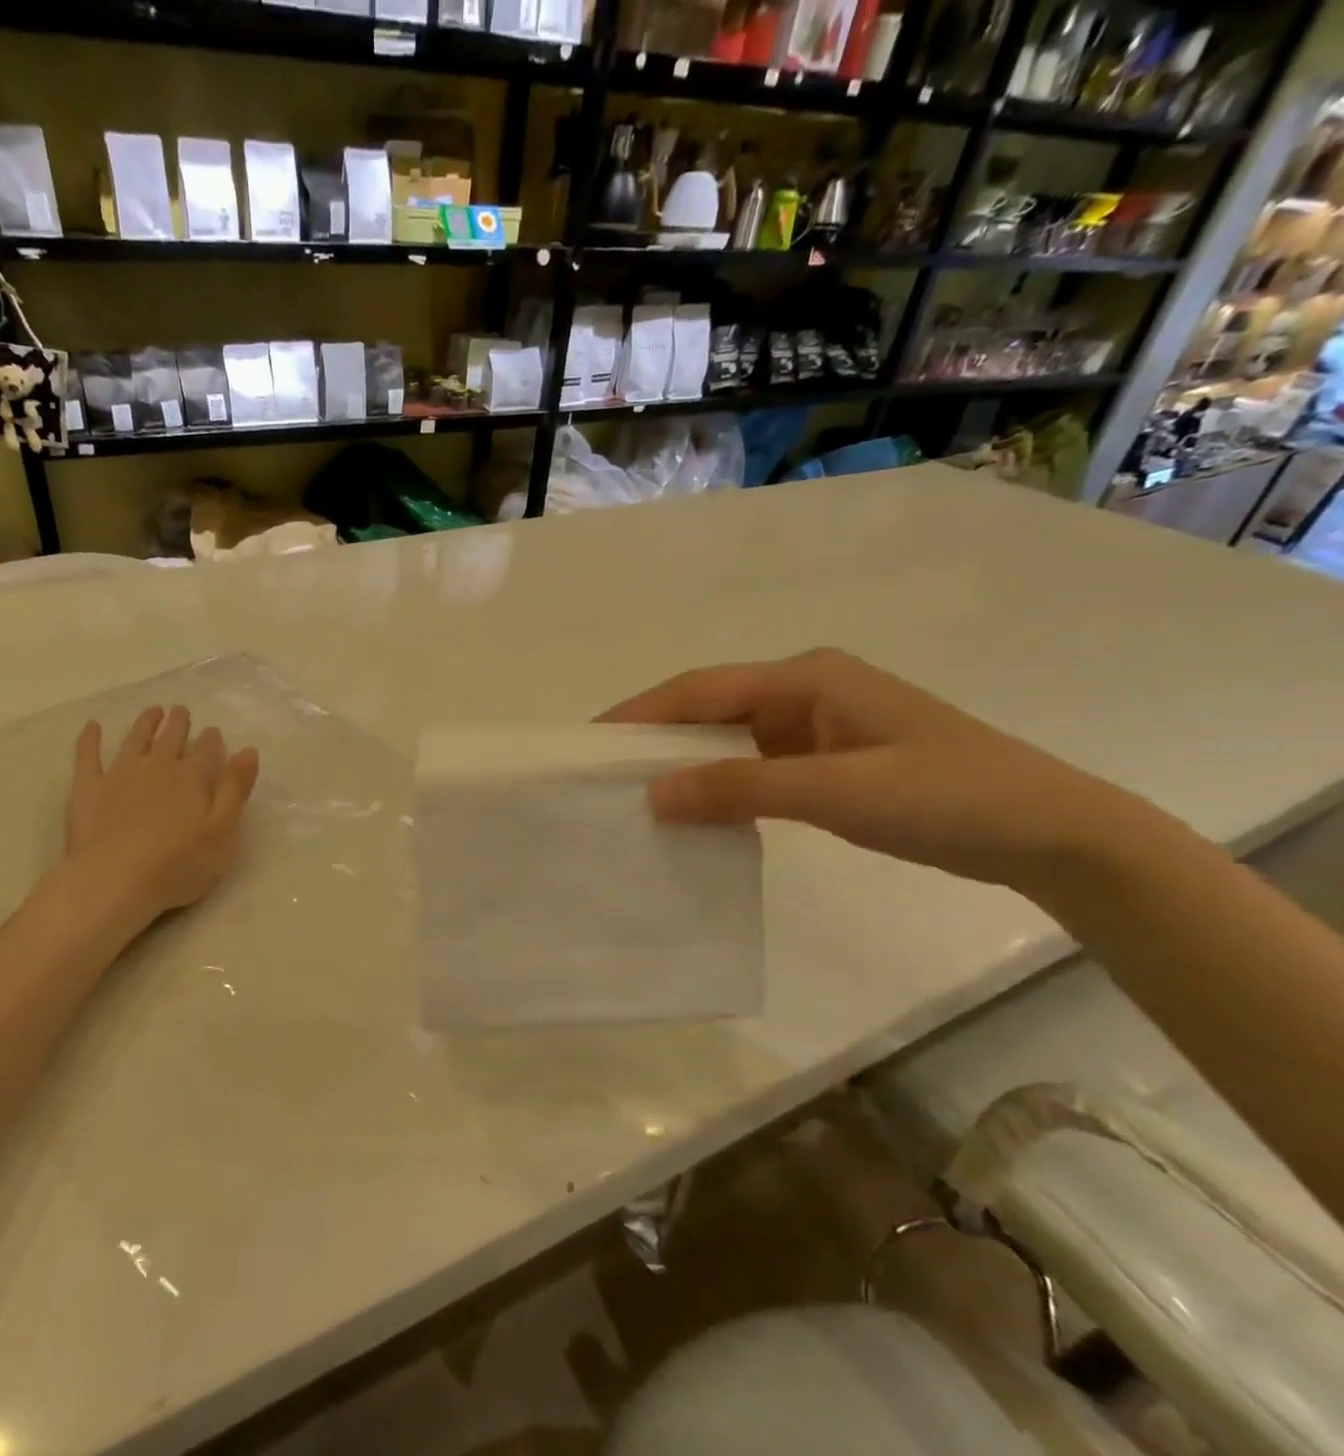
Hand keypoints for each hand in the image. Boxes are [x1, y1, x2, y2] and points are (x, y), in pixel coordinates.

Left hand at [60, 705, 259, 921]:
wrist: (114, 882)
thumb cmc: (178, 865)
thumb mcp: (223, 832)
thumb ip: (235, 790)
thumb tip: (248, 750)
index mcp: (192, 777)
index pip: (206, 750)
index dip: (211, 740)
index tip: (212, 731)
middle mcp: (157, 767)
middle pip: (171, 738)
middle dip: (178, 723)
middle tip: (181, 710)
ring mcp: (119, 774)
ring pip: (135, 740)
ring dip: (145, 723)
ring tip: (152, 711)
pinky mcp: (87, 789)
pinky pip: (88, 756)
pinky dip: (90, 739)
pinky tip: (92, 727)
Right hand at [601, 649, 1152, 896]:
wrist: (1053, 835)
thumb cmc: (949, 797)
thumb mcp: (839, 792)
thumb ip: (743, 789)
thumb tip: (654, 794)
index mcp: (805, 678)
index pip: (701, 689)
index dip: (642, 713)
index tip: (591, 743)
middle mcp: (803, 691)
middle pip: (709, 709)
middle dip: (657, 738)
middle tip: (604, 774)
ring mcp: (816, 726)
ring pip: (729, 739)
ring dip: (687, 764)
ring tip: (637, 795)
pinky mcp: (827, 760)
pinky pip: (754, 767)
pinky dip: (721, 785)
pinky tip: (697, 810)